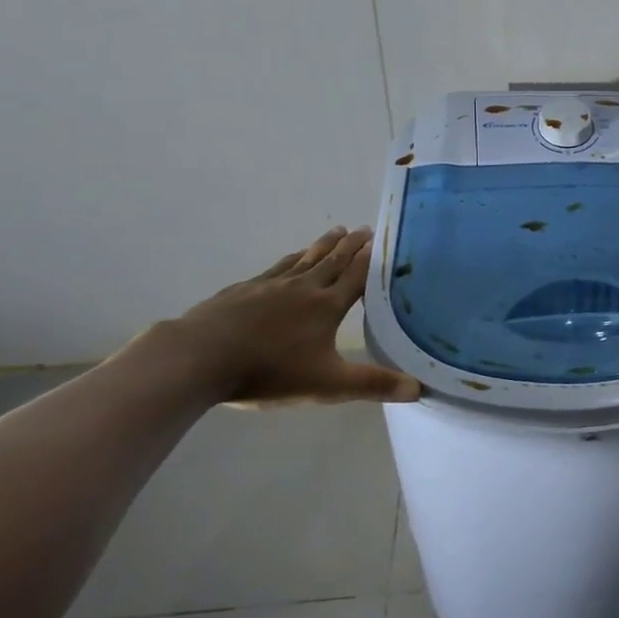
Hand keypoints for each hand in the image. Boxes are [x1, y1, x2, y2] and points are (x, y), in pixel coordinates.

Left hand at [164, 227, 421, 405]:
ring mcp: (269, 285)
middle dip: (351, 245)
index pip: (357, 277)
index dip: (372, 260)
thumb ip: (372, 384)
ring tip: (335, 231)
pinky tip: (291, 258)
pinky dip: (292, 258)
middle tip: (364, 228)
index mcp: (326, 306)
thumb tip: (419, 389)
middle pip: (333, 261)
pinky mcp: (242, 290)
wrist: (198, 358)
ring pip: (305, 259)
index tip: (383, 241)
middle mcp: (303, 288)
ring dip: (323, 245)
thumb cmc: (269, 371)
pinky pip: (276, 267)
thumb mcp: (327, 385)